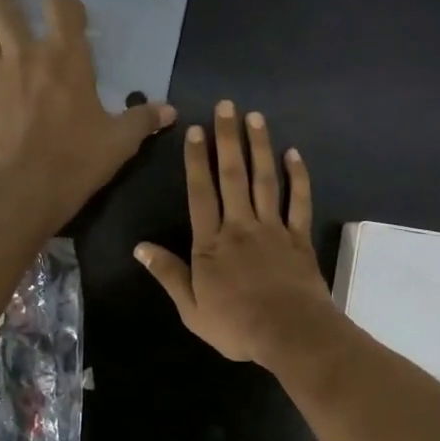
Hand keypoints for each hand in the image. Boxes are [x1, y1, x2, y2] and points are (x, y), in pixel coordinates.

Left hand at [0, 0, 175, 227]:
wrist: (29, 189)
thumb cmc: (79, 158)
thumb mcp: (121, 140)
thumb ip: (144, 120)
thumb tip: (170, 111)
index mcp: (66, 59)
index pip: (61, 9)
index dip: (63, 1)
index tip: (65, 4)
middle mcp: (28, 58)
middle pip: (3, 11)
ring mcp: (0, 79)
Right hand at [134, 102, 337, 364]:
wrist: (289, 333)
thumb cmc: (236, 325)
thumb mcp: (191, 308)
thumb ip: (168, 274)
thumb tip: (140, 247)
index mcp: (211, 243)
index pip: (200, 193)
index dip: (196, 161)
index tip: (195, 131)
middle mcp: (240, 226)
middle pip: (233, 176)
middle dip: (228, 139)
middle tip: (226, 107)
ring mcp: (273, 229)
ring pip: (265, 180)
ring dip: (259, 147)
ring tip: (255, 117)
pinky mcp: (299, 238)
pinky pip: (299, 201)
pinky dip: (298, 176)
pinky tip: (293, 154)